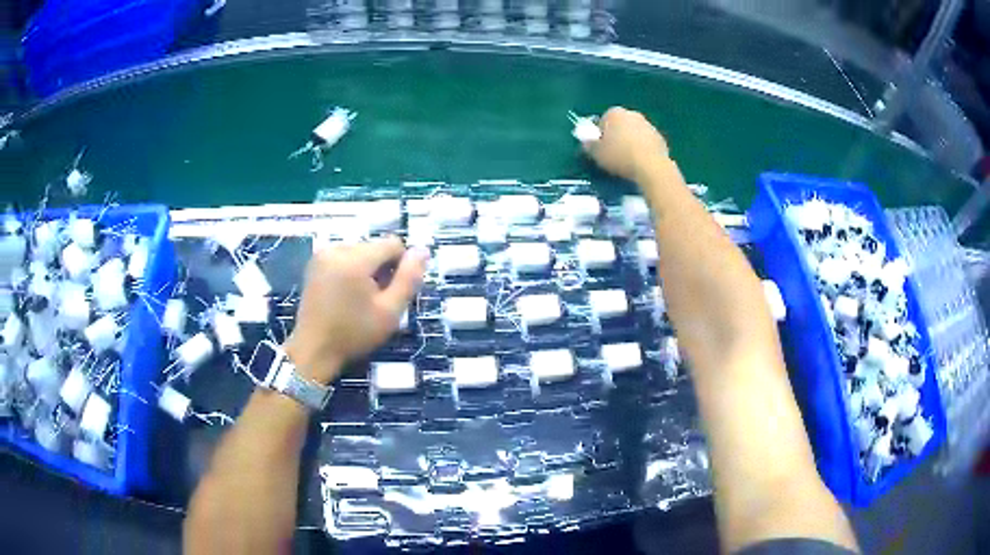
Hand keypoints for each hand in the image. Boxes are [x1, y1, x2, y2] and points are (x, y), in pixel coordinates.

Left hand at [284, 237, 428, 383]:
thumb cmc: (353, 334)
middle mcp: (337, 248)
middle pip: (375, 247)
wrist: (313, 349)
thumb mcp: (390, 312)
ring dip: (367, 270)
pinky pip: (345, 257)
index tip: (393, 292)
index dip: (401, 266)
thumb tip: (423, 250)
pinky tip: (346, 294)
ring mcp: (323, 254)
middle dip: (381, 268)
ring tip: (360, 298)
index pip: (393, 244)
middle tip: (376, 300)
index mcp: (355, 259)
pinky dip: (352, 270)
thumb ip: (409, 279)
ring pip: (361, 251)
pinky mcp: (315, 262)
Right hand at [582, 107, 669, 181]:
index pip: (603, 120)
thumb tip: (586, 142)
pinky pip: (647, 144)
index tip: (600, 148)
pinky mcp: (661, 139)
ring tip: (627, 162)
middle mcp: (632, 114)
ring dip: (630, 143)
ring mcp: (649, 125)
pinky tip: (640, 164)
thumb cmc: (619, 156)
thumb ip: (589, 145)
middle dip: (616, 136)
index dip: (600, 135)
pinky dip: (643, 151)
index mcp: (614, 113)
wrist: (651, 167)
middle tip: (612, 155)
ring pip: (634, 134)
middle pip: (620, 125)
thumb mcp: (596, 153)